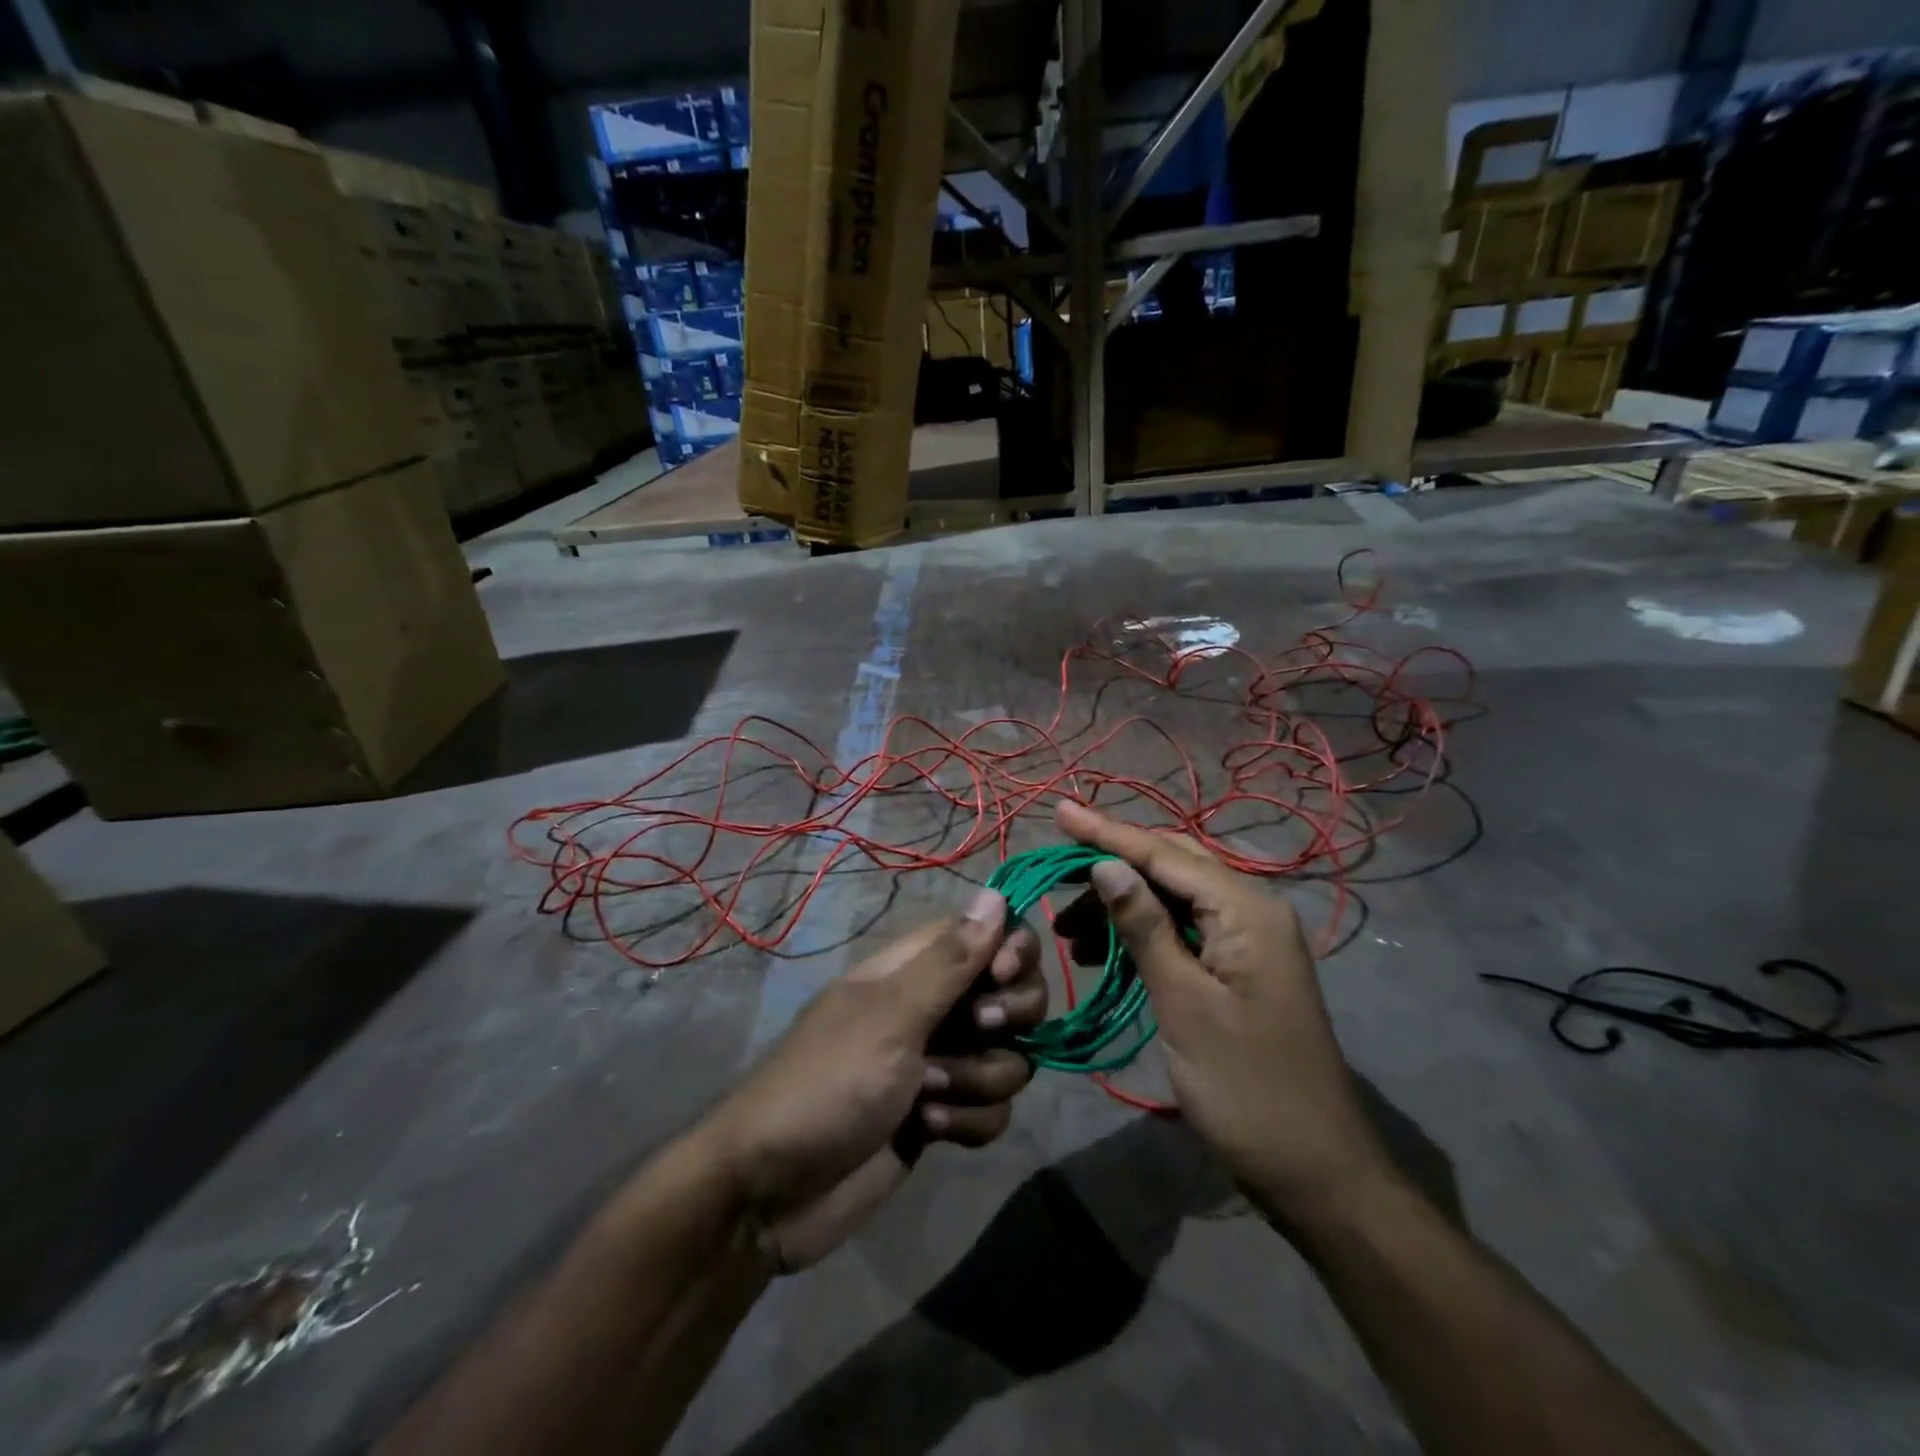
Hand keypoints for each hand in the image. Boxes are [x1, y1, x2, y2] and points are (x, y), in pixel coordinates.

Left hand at [703, 889, 1046, 1270]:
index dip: (1012, 949)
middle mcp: (935, 1008)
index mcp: (915, 969)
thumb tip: (996, 893)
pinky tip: (927, 1131)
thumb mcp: (891, 1016)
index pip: (988, 933)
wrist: (773, 1194)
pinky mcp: (943, 1116)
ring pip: (1009, 1057)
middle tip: (975, 1029)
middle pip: (1013, 993)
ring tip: (926, 1096)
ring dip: (978, 1079)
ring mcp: (941, 1063)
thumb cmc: (828, 1084)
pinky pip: (992, 1109)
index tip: (1003, 975)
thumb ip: (950, 961)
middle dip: (1008, 1017)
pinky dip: (967, 1122)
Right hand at [1054, 802, 1392, 1228]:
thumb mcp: (1184, 1003)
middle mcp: (1252, 909)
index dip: (1107, 832)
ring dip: (1122, 905)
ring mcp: (1249, 939)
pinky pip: (1184, 930)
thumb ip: (1145, 927)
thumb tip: (1106, 864)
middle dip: (1111, 864)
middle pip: (1171, 866)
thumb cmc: (1245, 1087)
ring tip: (1067, 931)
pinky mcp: (1241, 967)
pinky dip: (1143, 933)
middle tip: (1055, 870)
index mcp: (1246, 909)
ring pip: (1174, 898)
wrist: (1316, 1172)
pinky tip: (1104, 951)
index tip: (1060, 810)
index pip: (1164, 854)